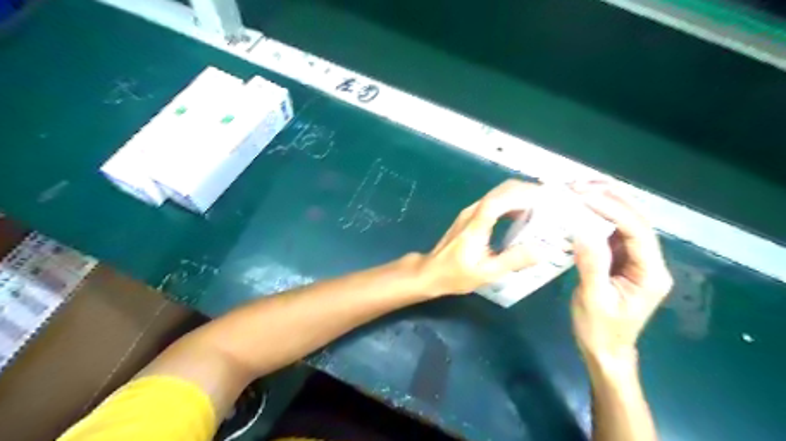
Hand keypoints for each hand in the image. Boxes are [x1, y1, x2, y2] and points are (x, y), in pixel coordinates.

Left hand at [420, 180, 544, 296]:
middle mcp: (473, 212)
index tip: (547, 196)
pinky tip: (523, 216)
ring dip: (519, 195)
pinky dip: (510, 203)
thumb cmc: (456, 274)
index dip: (524, 193)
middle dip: (526, 191)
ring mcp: (470, 213)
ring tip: (542, 206)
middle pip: (501, 191)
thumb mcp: (487, 273)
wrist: (431, 272)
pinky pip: (493, 203)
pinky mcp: (470, 217)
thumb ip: (513, 260)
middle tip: (551, 200)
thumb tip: (541, 250)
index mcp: (477, 224)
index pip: (501, 198)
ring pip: (497, 194)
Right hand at [569, 180, 672, 363]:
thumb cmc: (599, 329)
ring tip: (579, 189)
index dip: (613, 209)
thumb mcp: (593, 299)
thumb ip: (591, 265)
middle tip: (579, 185)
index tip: (584, 196)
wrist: (605, 350)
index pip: (637, 231)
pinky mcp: (621, 260)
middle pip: (636, 219)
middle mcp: (649, 261)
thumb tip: (582, 231)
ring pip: (625, 222)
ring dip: (604, 202)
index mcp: (650, 273)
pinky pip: (611, 232)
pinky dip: (596, 216)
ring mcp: (635, 259)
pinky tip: (580, 209)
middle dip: (610, 198)